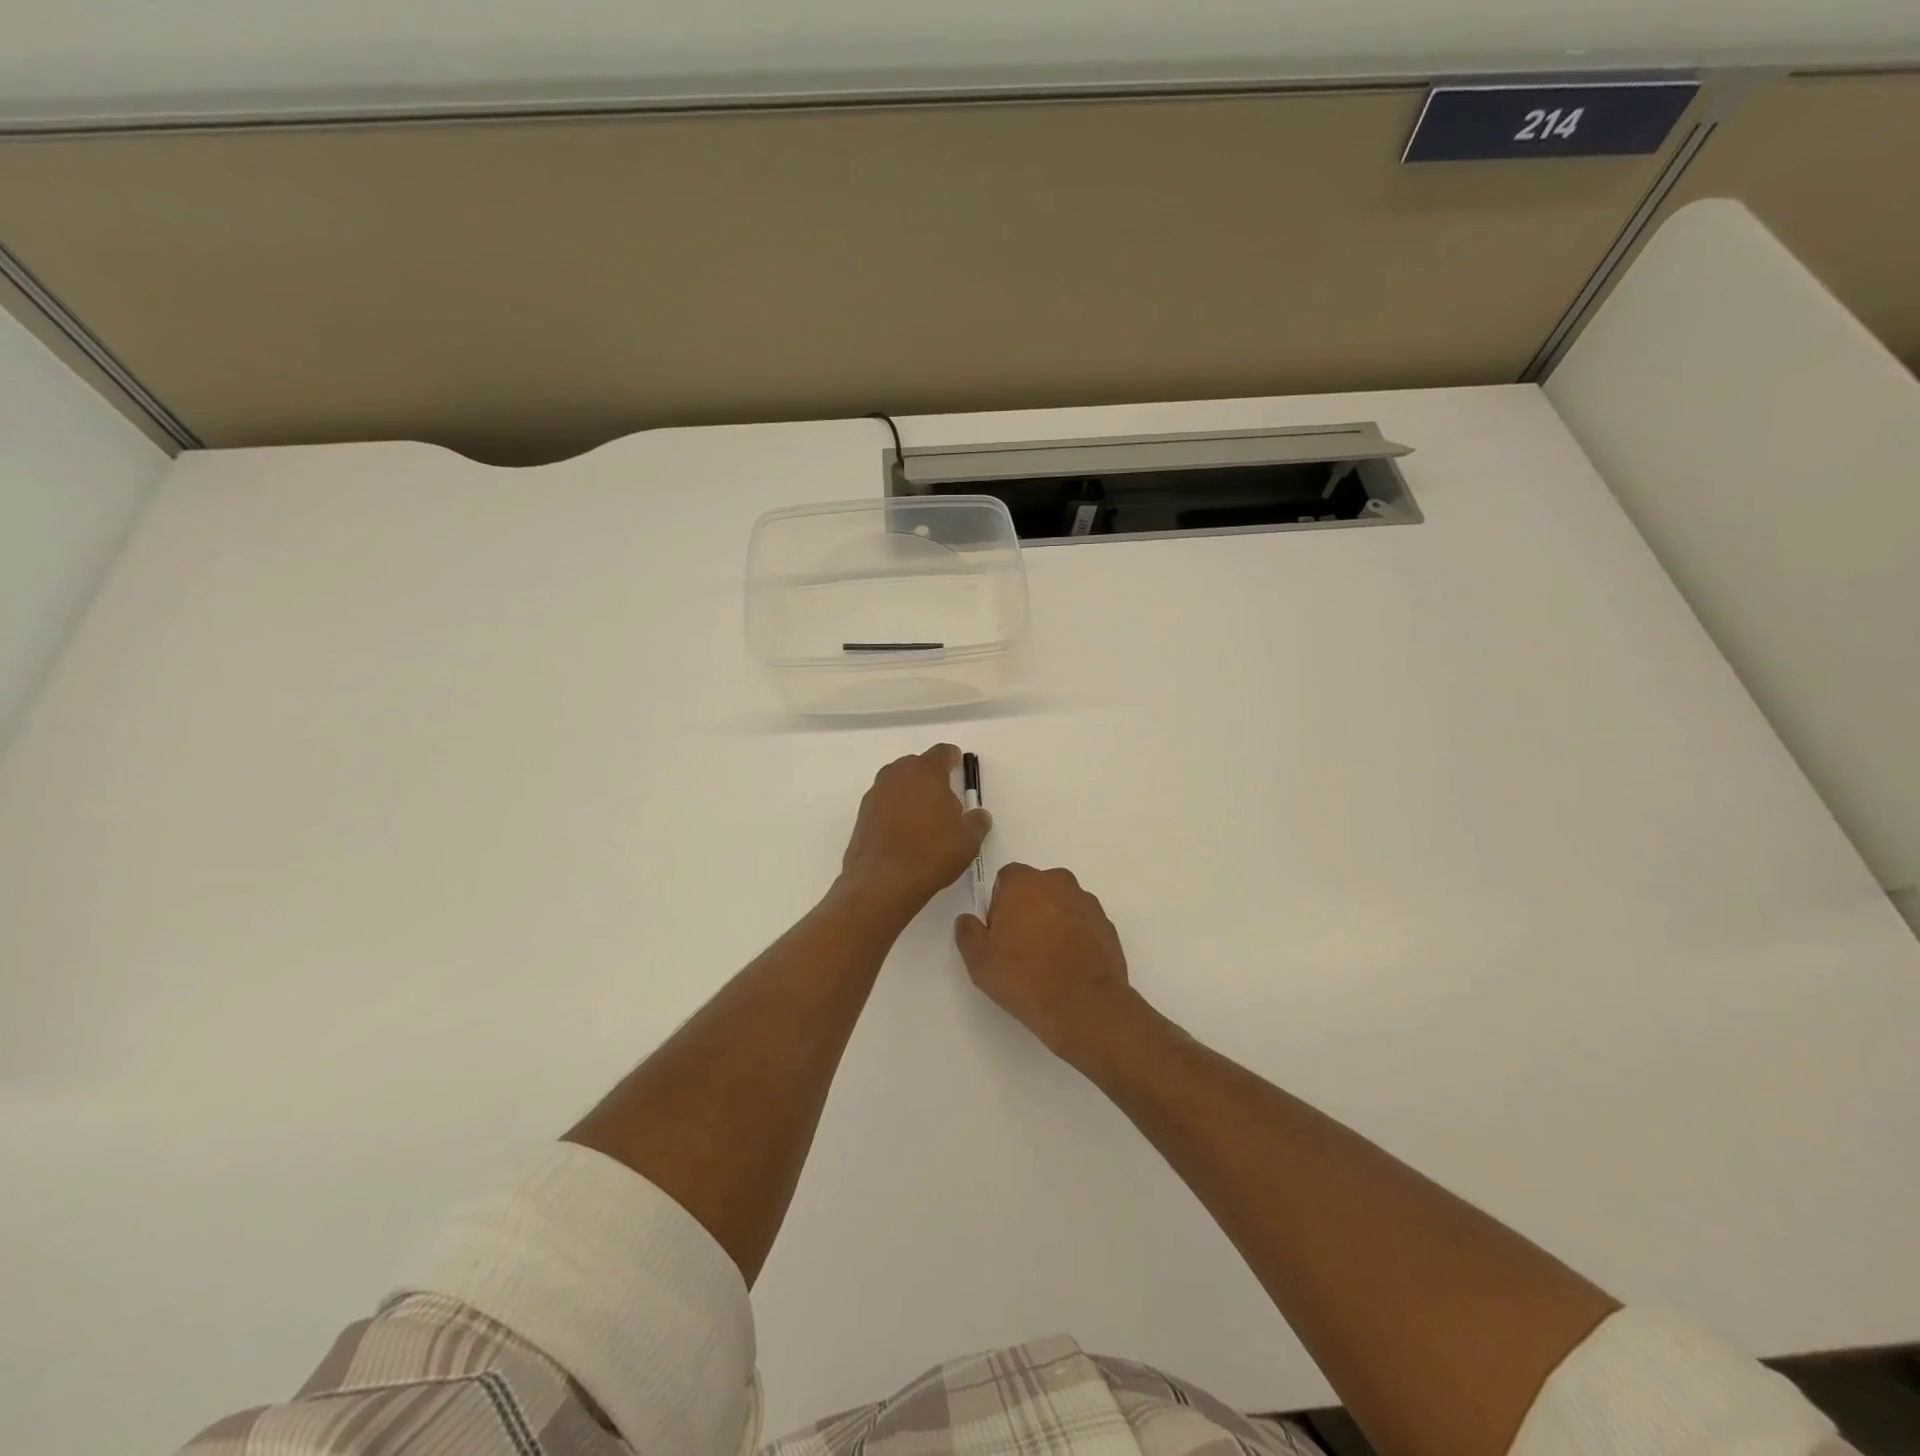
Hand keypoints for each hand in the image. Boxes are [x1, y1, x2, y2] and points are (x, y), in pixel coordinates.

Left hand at [840, 744, 991, 915]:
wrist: (882, 881)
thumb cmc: (931, 853)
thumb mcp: (968, 840)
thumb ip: (977, 821)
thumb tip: (979, 815)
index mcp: (926, 771)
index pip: (942, 752)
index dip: (952, 759)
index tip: (958, 767)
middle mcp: (897, 774)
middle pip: (917, 766)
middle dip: (931, 777)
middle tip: (944, 799)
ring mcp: (876, 793)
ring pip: (898, 784)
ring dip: (911, 793)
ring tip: (924, 819)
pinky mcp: (862, 814)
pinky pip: (885, 803)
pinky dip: (895, 810)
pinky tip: (904, 833)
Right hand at [954, 864, 1140, 1063]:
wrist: (1083, 1005)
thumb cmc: (1024, 977)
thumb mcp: (979, 961)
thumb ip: (968, 933)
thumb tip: (968, 920)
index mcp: (1025, 883)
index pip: (1007, 877)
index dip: (1000, 901)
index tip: (999, 931)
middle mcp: (1059, 883)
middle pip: (1037, 887)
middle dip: (1028, 908)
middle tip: (1021, 945)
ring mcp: (1087, 903)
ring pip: (1062, 904)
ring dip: (1054, 921)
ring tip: (1047, 959)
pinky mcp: (1107, 925)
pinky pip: (1083, 923)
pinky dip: (1075, 936)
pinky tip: (1069, 966)